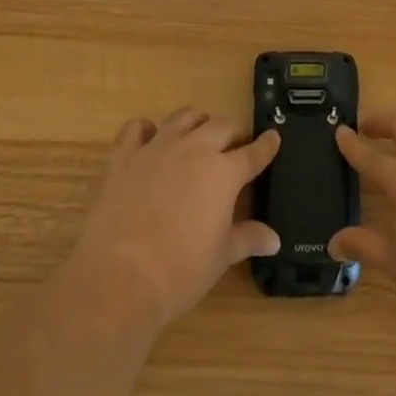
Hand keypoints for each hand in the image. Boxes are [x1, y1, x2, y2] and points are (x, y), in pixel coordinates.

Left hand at [63, 109, 280, 330]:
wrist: (120, 277)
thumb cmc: (181, 271)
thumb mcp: (222, 257)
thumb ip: (248, 238)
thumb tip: (274, 239)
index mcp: (224, 172)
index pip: (253, 153)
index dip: (266, 145)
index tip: (274, 138)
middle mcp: (194, 149)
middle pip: (222, 126)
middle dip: (234, 131)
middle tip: (237, 143)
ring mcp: (157, 148)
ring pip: (183, 117)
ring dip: (197, 122)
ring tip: (199, 133)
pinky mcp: (124, 156)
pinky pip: (137, 128)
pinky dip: (146, 129)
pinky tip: (150, 139)